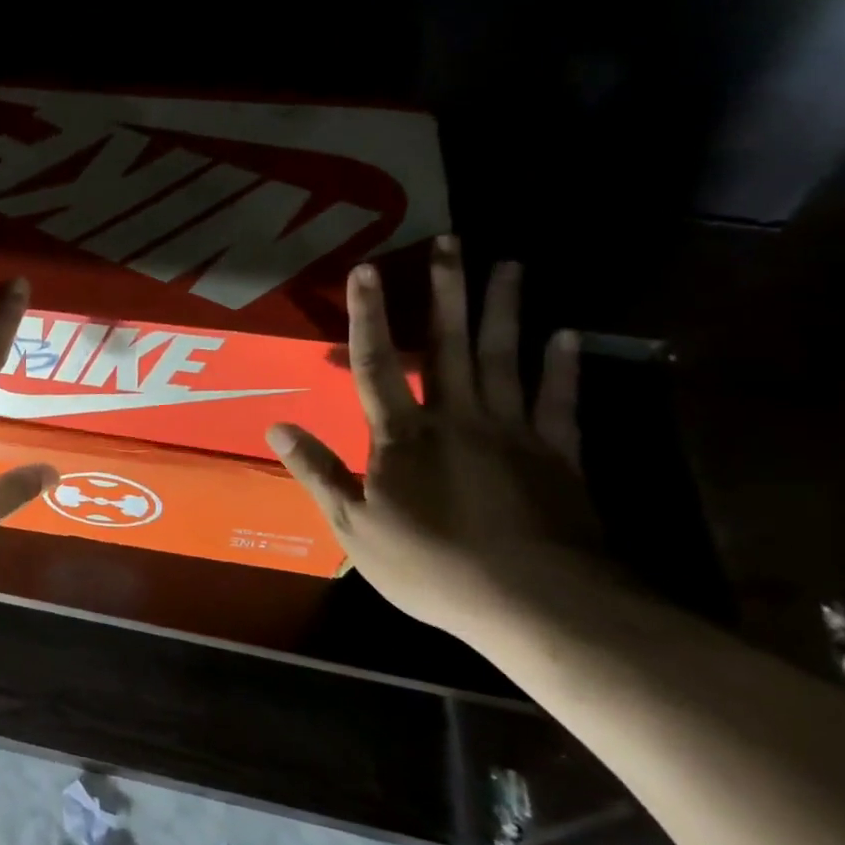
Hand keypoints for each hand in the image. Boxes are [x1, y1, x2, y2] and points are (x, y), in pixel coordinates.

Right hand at [267, 236, 601, 637]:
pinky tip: (568, 335)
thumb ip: (318, 472)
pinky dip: (563, 367)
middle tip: (452, 241)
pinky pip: (559, 401)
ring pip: (505, 358)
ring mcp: (512, 432)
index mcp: (403, 436)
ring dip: (505, 309)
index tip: (367, 269)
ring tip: (510, 264)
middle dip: (445, 291)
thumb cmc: (433, 565)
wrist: (536, 604)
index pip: (376, 364)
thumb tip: (276, 426)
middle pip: (447, 344)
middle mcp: (457, 418)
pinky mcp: (557, 455)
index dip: (369, 316)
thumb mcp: (355, 527)